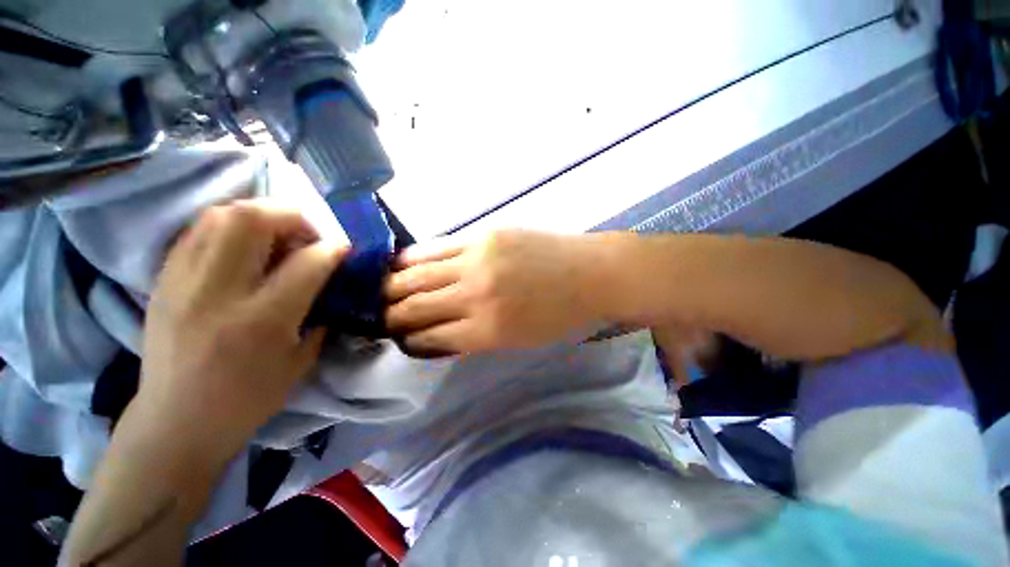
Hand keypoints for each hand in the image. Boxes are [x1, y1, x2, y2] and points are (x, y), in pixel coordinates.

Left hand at [135, 199, 345, 466]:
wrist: (176, 421)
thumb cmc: (248, 399)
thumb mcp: (300, 361)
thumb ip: (319, 314)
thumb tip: (329, 281)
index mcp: (261, 321)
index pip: (307, 263)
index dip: (334, 249)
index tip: (344, 249)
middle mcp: (218, 292)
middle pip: (252, 219)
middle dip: (291, 216)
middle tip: (306, 235)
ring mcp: (182, 281)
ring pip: (221, 215)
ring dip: (259, 216)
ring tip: (275, 237)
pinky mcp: (163, 279)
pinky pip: (199, 230)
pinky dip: (229, 227)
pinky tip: (243, 248)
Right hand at [385, 230, 601, 353]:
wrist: (591, 274)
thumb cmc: (560, 315)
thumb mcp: (518, 341)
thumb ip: (475, 337)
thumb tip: (439, 334)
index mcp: (487, 331)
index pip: (430, 339)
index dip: (410, 342)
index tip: (400, 340)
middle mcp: (474, 296)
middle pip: (416, 307)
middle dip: (391, 316)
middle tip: (380, 318)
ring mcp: (476, 260)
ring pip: (417, 274)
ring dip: (392, 286)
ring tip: (379, 291)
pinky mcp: (483, 236)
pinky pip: (436, 247)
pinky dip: (412, 258)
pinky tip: (399, 264)